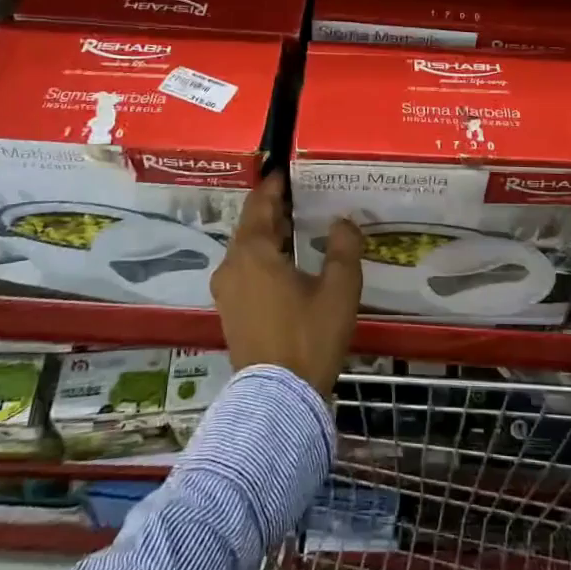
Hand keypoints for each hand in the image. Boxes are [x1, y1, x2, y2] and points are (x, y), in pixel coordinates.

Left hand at [210, 172, 362, 394]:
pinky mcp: (230, 312)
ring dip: (269, 235)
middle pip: (251, 225)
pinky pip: (246, 270)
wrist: (279, 400)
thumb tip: (343, 221)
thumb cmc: (309, 336)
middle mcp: (232, 265)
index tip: (287, 169)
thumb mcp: (339, 290)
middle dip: (274, 209)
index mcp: (253, 252)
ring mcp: (227, 291)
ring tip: (298, 226)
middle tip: (302, 195)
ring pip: (247, 249)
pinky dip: (264, 257)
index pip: (259, 204)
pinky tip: (288, 263)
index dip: (274, 184)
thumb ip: (343, 248)